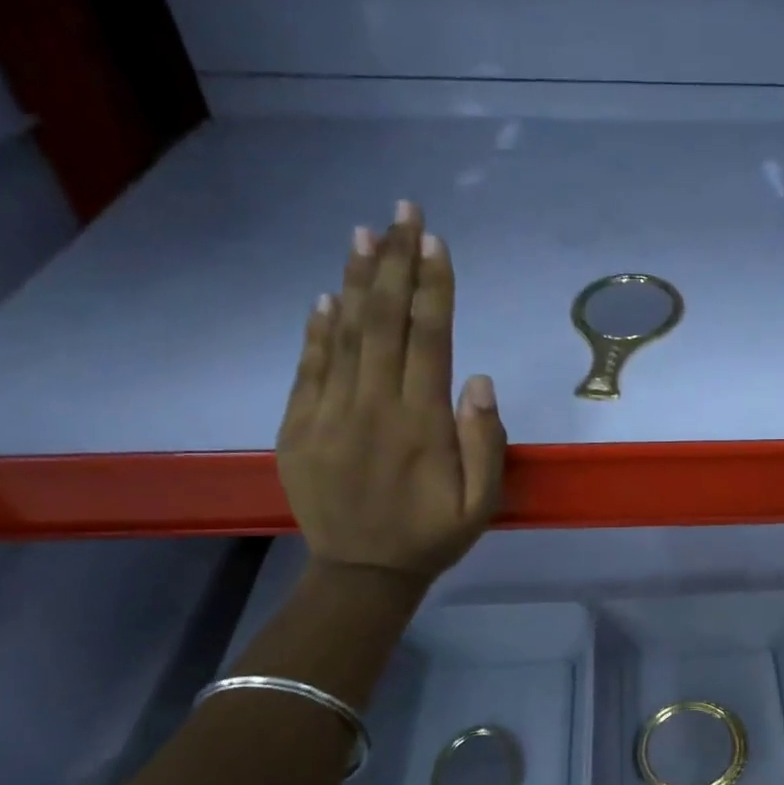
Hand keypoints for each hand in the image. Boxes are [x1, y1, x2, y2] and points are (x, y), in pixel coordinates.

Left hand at [277, 202, 504, 579]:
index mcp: (422, 424)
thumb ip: (485, 442)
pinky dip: (317, 329)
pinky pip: (308, 368)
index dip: (433, 286)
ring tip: (364, 233)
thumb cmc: (432, 536)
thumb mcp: (481, 503)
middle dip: (395, 262)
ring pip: (344, 335)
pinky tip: (325, 296)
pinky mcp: (298, 427)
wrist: (362, 573)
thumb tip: (479, 379)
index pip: (429, 339)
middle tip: (403, 211)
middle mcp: (373, 407)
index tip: (435, 240)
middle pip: (384, 321)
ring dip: (355, 280)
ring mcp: (329, 414)